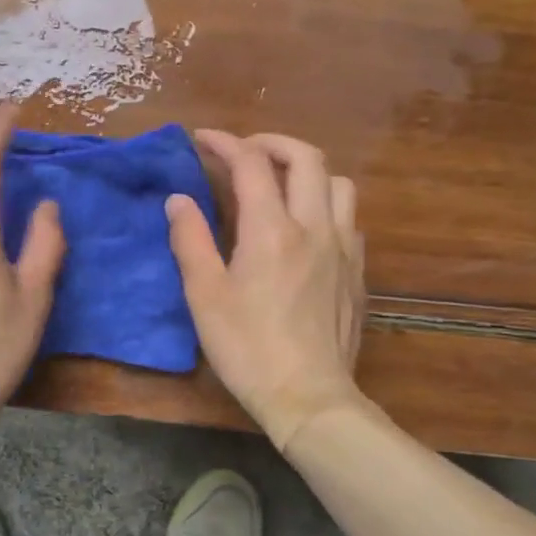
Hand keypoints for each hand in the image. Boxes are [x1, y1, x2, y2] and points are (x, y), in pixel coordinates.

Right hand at [166, 131, 367, 449]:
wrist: (309, 397)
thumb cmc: (247, 347)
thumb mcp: (204, 295)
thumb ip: (190, 240)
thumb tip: (178, 199)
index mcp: (272, 230)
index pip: (252, 164)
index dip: (225, 143)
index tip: (202, 139)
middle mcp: (315, 227)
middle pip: (307, 158)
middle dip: (272, 143)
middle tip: (244, 152)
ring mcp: (344, 248)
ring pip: (338, 183)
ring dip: (307, 170)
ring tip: (279, 184)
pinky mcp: (357, 271)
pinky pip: (348, 217)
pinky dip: (325, 203)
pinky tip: (306, 227)